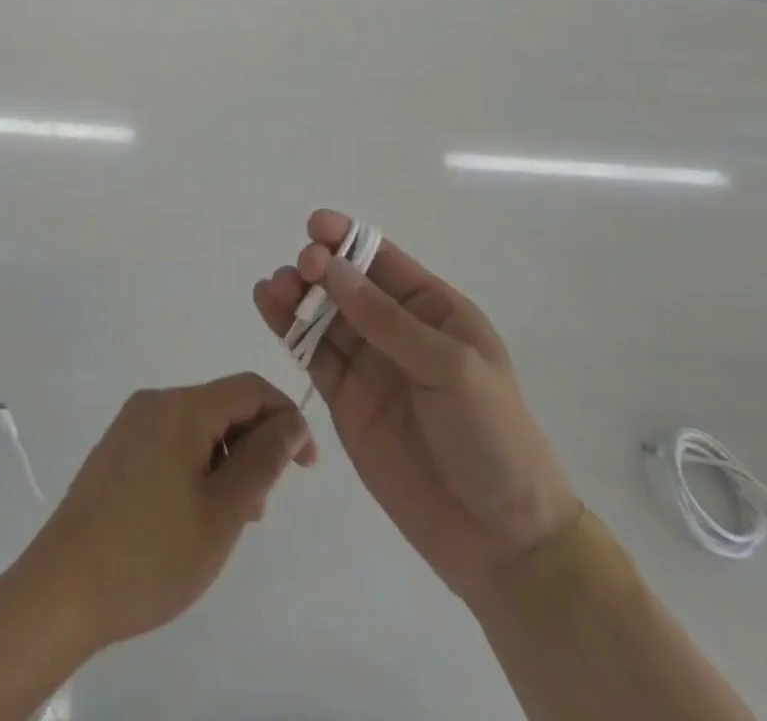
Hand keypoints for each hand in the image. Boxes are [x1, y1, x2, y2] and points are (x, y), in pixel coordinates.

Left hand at [19, 374, 316, 649]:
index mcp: (181, 407)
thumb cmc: (151, 553)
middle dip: (253, 446)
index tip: (305, 467)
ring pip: (197, 427)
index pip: (249, 389)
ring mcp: (131, 425)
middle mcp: (154, 403)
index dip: (285, 418)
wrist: (62, 589)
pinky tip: (194, 515)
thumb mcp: (222, 512)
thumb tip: (291, 421)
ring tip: (230, 521)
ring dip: (226, 461)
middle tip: (260, 508)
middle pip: (222, 405)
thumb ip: (262, 460)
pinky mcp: (117, 450)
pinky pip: (171, 442)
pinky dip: (197, 467)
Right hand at [254, 212, 581, 604]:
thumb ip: (388, 321)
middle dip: (320, 266)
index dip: (349, 238)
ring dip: (297, 293)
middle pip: (346, 282)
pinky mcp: (344, 398)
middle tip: (302, 270)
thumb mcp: (451, 368)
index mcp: (433, 309)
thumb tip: (334, 269)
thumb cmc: (491, 436)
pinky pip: (312, 353)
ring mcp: (368, 363)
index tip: (316, 228)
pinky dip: (287, 328)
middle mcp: (396, 328)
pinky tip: (267, 305)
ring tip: (275, 287)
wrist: (499, 539)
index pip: (383, 260)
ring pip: (323, 313)